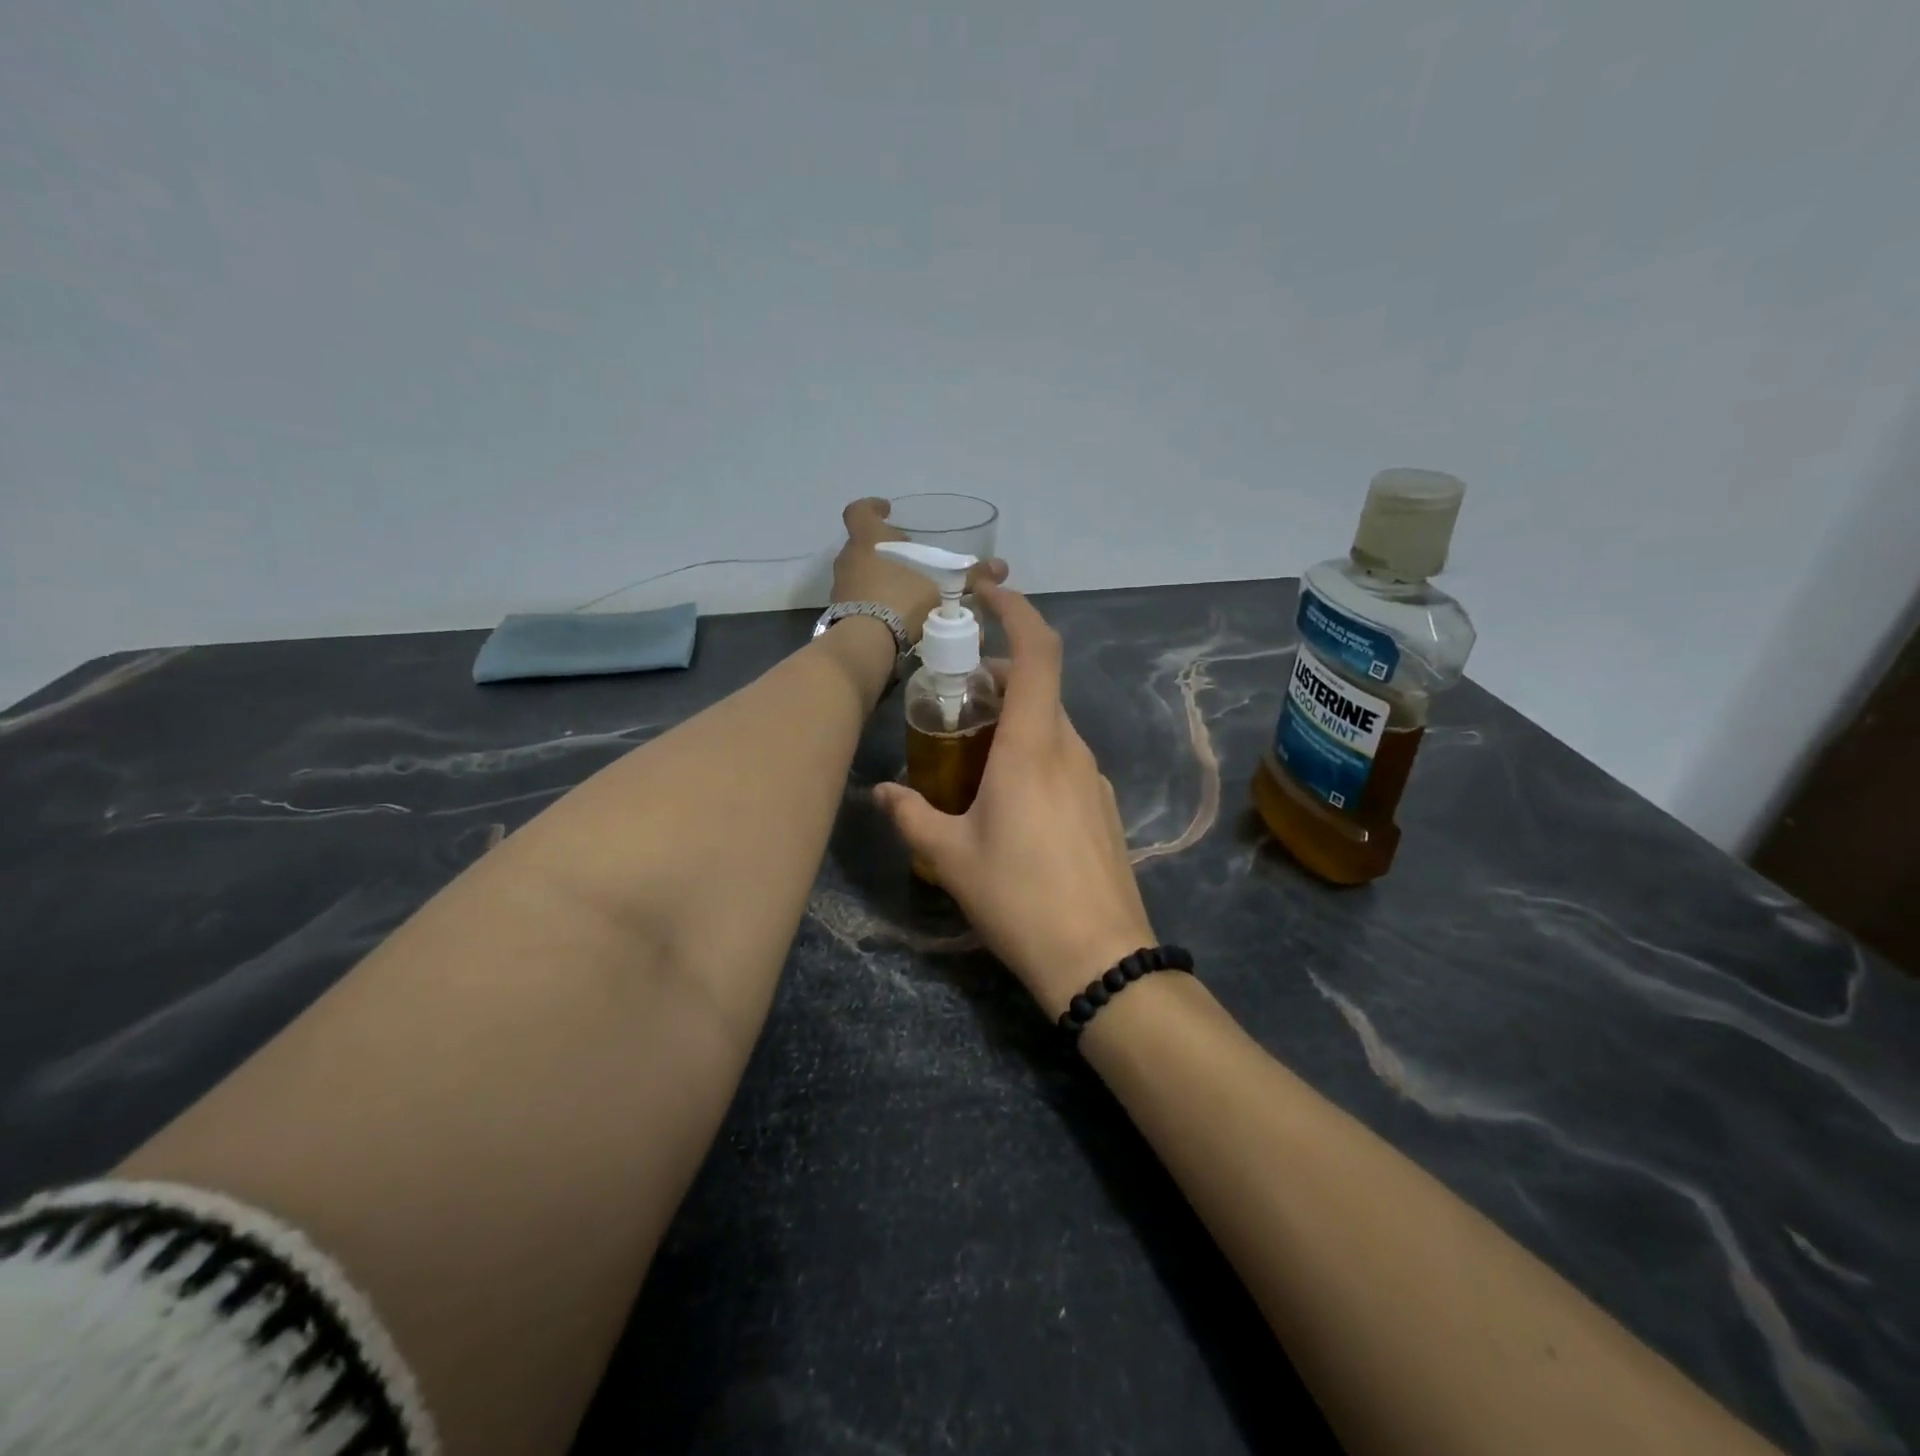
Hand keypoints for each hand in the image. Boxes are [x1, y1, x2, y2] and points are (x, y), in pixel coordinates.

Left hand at [831, 498, 1007, 641]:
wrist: (866, 643)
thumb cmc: (900, 600)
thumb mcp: (941, 587)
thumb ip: (969, 576)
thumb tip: (1002, 566)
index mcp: (867, 539)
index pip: (859, 511)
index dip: (872, 507)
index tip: (887, 510)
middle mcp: (848, 558)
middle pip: (864, 545)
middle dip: (886, 550)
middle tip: (910, 559)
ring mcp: (840, 587)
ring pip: (861, 573)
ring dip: (880, 578)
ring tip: (907, 591)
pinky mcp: (839, 613)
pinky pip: (859, 600)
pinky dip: (875, 603)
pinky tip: (896, 615)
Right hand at [873, 582, 1156, 1016]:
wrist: (1100, 957)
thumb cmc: (1019, 898)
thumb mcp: (949, 856)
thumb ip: (910, 814)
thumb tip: (880, 791)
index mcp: (1033, 745)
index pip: (1037, 651)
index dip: (1015, 609)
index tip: (986, 590)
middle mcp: (1070, 748)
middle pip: (1038, 685)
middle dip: (996, 676)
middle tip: (951, 697)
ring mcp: (1093, 777)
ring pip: (1050, 724)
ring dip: (1013, 718)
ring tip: (969, 752)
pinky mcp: (1102, 805)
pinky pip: (1063, 758)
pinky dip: (1033, 751)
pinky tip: (1006, 798)